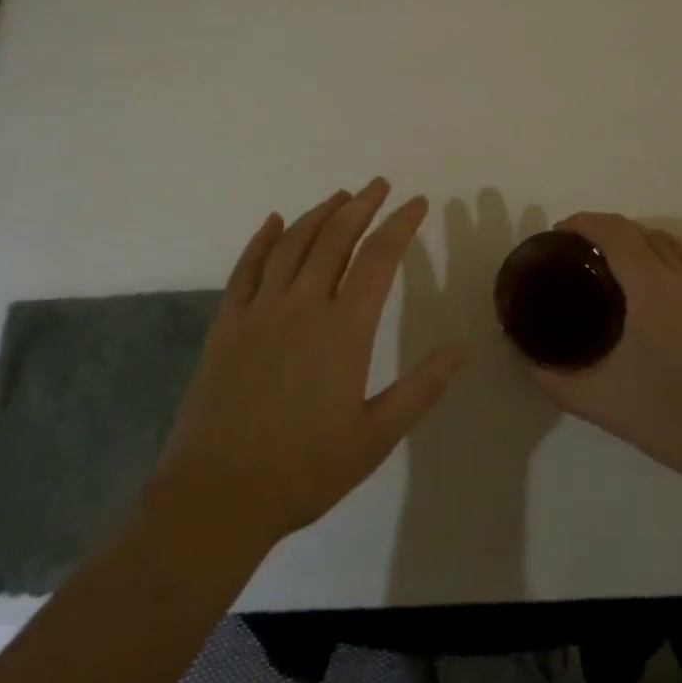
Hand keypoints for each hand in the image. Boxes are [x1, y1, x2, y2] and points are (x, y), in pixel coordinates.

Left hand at [151, 179, 470, 549]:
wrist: (217, 497)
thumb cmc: (305, 470)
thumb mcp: (376, 437)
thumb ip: (422, 387)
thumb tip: (464, 345)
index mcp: (343, 329)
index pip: (379, 258)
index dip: (401, 224)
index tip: (418, 202)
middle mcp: (302, 305)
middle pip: (335, 238)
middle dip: (361, 206)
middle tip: (379, 185)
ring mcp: (259, 311)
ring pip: (293, 244)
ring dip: (319, 214)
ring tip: (340, 196)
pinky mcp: (227, 324)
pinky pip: (246, 268)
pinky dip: (262, 239)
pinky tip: (273, 221)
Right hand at [530, 213, 681, 496]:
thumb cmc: (674, 416)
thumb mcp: (603, 402)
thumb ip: (558, 382)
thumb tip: (530, 365)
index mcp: (652, 285)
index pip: (615, 230)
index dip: (583, 222)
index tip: (559, 235)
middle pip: (642, 231)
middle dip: (607, 231)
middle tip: (579, 256)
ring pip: (670, 246)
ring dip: (638, 243)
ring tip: (613, 272)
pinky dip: (662, 264)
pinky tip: (650, 305)